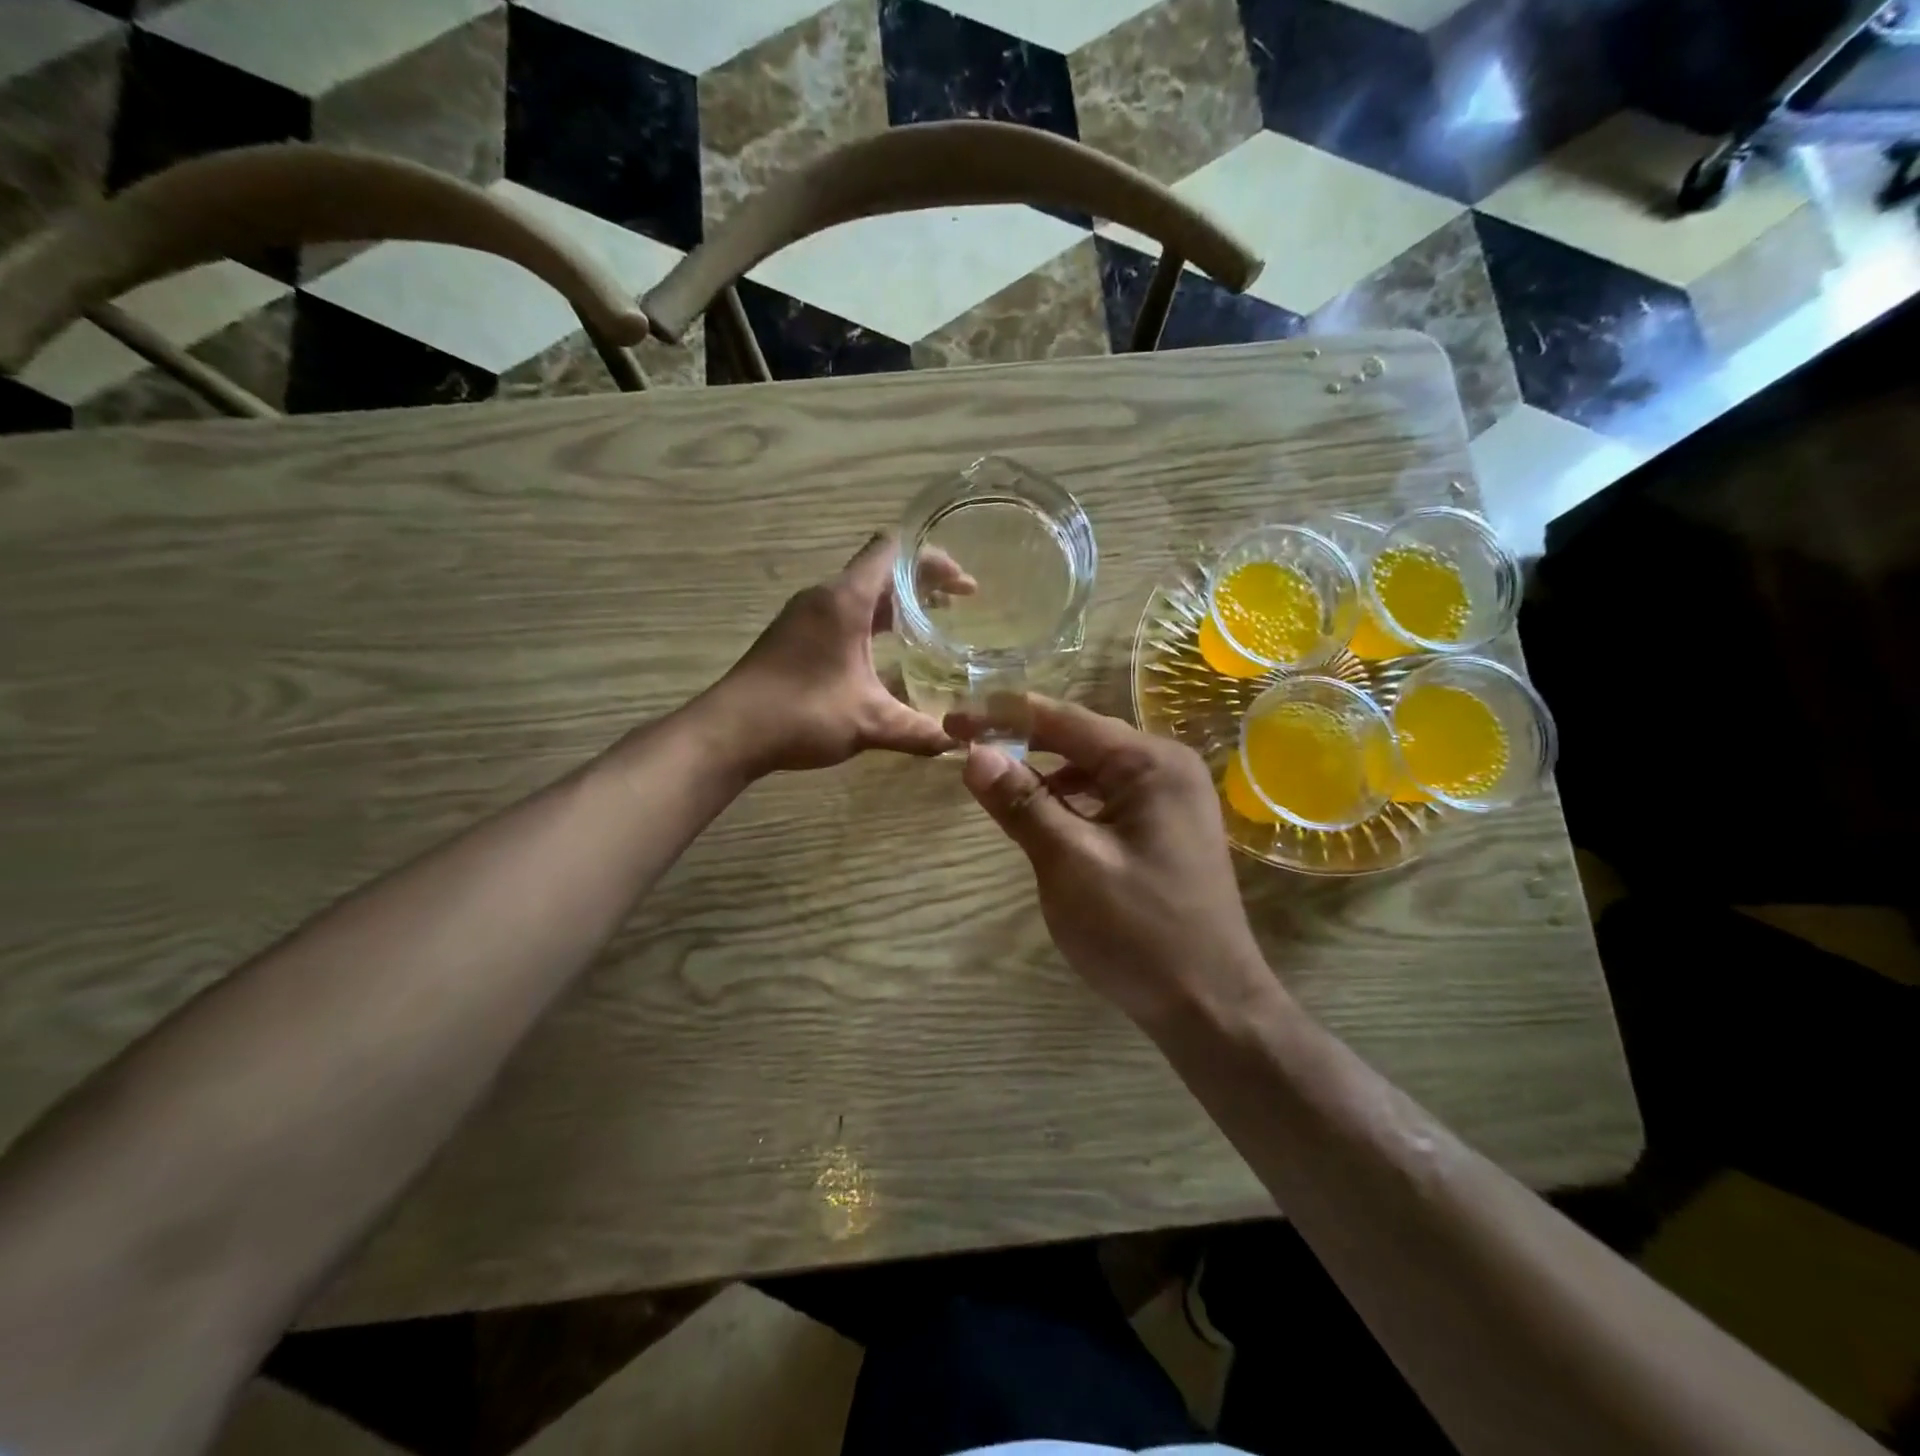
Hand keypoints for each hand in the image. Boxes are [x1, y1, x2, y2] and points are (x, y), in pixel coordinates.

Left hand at [704, 533, 970, 775]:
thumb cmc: (801, 713)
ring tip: (932, 624)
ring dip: (897, 604)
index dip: (934, 559)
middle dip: (922, 582)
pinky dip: (874, 622)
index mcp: (845, 600)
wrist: (730, 732)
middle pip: (881, 569)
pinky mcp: (795, 635)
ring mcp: (806, 615)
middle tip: (959, 604)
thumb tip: (956, 743)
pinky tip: (889, 654)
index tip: (963, 584)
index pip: (894, 551)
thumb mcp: (869, 722)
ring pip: (861, 593)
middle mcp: (825, 597)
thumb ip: (918, 731)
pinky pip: (844, 613)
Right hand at [946, 697, 1271, 1028]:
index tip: (951, 723)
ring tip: (996, 775)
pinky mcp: (1165, 828)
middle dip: (1021, 738)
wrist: (1211, 1007)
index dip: (1001, 716)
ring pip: (1092, 767)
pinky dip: (1069, 797)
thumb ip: (1022, 803)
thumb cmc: (1140, 932)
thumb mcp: (1070, 863)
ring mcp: (1171, 798)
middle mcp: (1166, 767)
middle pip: (1079, 737)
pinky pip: (1106, 795)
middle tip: (964, 743)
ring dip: (1043, 768)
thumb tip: (975, 753)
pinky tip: (1045, 812)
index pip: (1062, 720)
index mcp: (1150, 763)